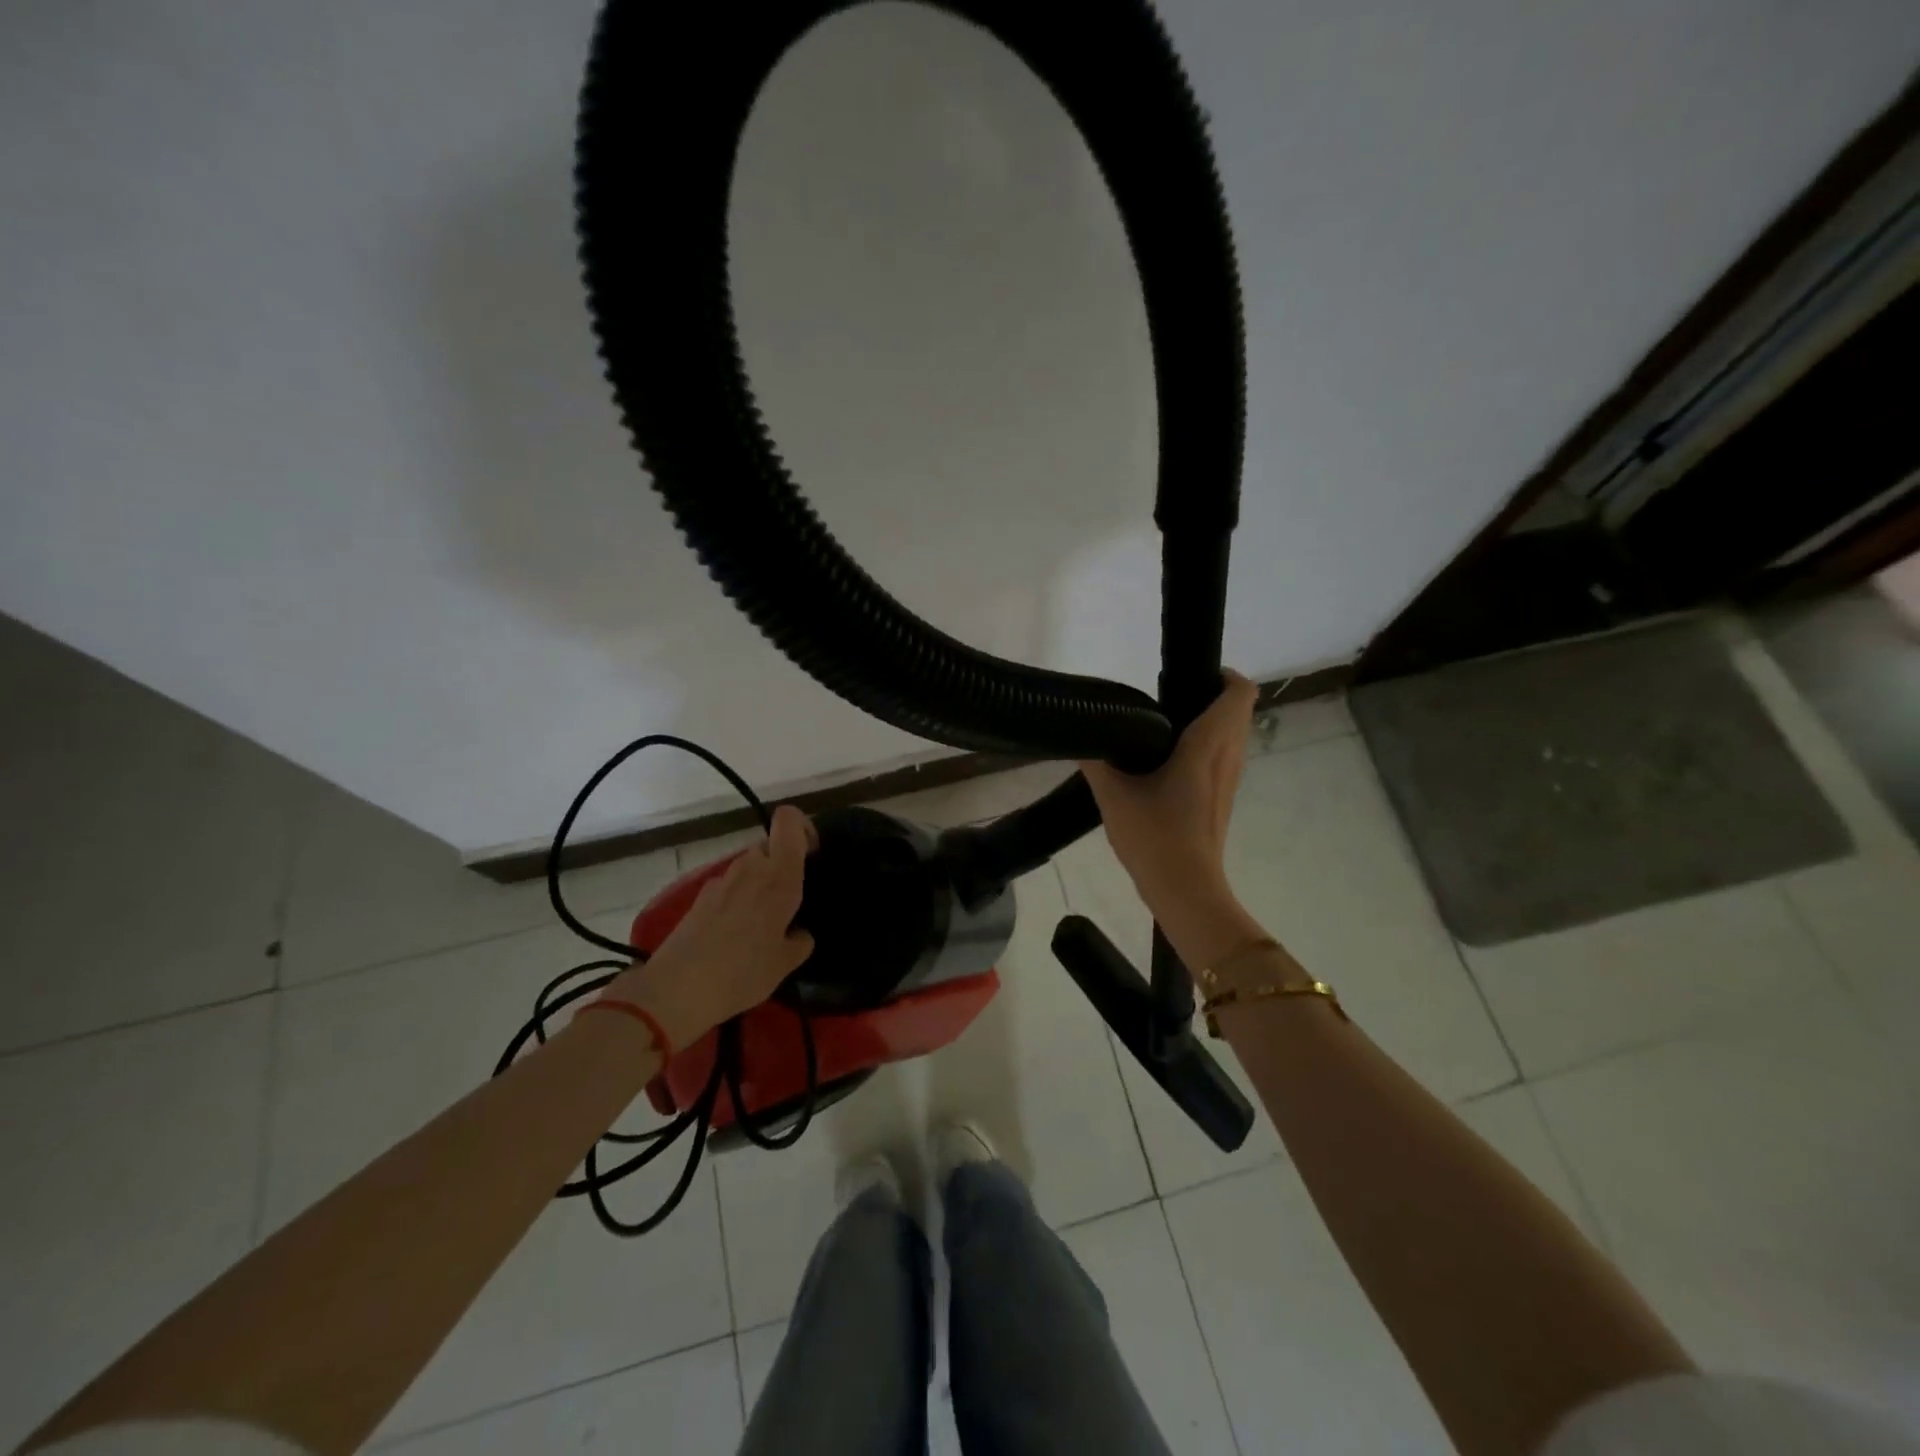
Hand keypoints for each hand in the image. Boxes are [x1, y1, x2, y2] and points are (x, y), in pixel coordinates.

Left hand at [601, 805, 816, 1049]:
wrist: (676, 990)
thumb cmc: (742, 972)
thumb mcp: (784, 964)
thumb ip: (800, 942)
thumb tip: (801, 933)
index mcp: (779, 877)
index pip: (789, 821)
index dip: (803, 828)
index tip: (813, 855)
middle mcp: (750, 869)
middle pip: (770, 845)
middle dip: (782, 864)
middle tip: (790, 899)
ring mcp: (721, 881)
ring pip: (749, 866)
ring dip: (759, 883)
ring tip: (763, 921)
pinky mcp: (700, 897)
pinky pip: (729, 886)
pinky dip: (738, 899)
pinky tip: (735, 933)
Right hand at [1080, 672, 1265, 970]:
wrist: (1184, 889)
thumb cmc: (1154, 835)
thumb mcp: (1113, 795)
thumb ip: (1096, 761)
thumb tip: (1080, 739)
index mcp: (1208, 744)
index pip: (1239, 692)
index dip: (1221, 675)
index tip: (1186, 675)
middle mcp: (1228, 756)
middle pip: (1237, 710)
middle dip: (1207, 695)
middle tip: (1165, 698)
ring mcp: (1230, 780)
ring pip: (1232, 735)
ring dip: (1207, 722)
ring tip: (1162, 727)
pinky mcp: (1223, 798)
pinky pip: (1223, 757)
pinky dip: (1205, 747)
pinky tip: (1166, 763)